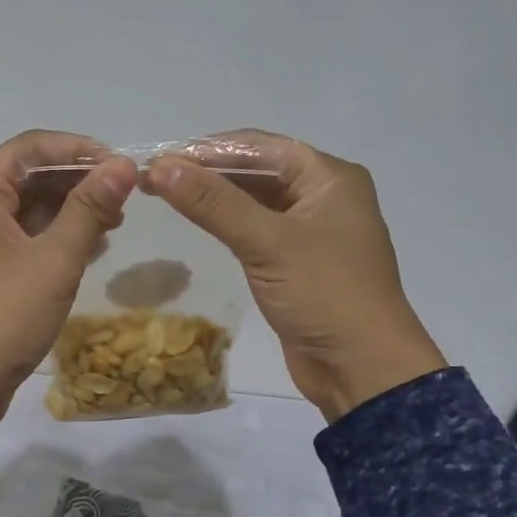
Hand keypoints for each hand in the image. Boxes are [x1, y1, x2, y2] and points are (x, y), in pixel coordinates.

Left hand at [0, 132, 138, 516]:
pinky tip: (89, 251)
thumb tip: (122, 165)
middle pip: (28, 176)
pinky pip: (21, 240)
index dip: (78, 149)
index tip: (120, 165)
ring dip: (69, 212)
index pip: (30, 147)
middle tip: (124, 200)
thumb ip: (89, 208)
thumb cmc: (2, 317)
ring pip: (26, 210)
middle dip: (77, 182)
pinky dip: (54, 239)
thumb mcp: (54, 260)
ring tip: (114, 225)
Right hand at [149, 132, 445, 421]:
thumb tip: (161, 166)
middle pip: (256, 170)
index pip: (259, 146)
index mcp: (329, 177)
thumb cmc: (324, 294)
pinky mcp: (296, 261)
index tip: (159, 157)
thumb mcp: (267, 243)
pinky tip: (195, 222)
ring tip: (163, 194)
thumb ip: (213, 203)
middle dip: (206, 172)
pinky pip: (256, 229)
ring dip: (213, 197)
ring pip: (253, 200)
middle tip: (153, 178)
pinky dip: (226, 223)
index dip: (206, 150)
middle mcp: (322, 195)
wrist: (362, 369)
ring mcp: (310, 229)